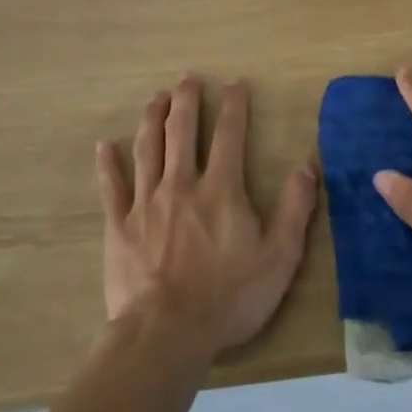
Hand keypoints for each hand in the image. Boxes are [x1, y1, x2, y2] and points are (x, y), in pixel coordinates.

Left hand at [96, 76, 318, 356]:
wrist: (167, 332)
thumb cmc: (229, 297)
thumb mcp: (279, 257)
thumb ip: (295, 208)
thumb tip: (307, 164)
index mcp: (221, 189)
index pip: (229, 136)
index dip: (233, 106)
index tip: (234, 83)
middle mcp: (182, 184)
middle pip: (182, 131)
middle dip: (187, 101)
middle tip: (187, 79)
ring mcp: (146, 202)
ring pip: (148, 149)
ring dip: (152, 119)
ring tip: (156, 98)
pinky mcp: (119, 225)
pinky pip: (112, 187)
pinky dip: (108, 164)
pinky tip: (104, 145)